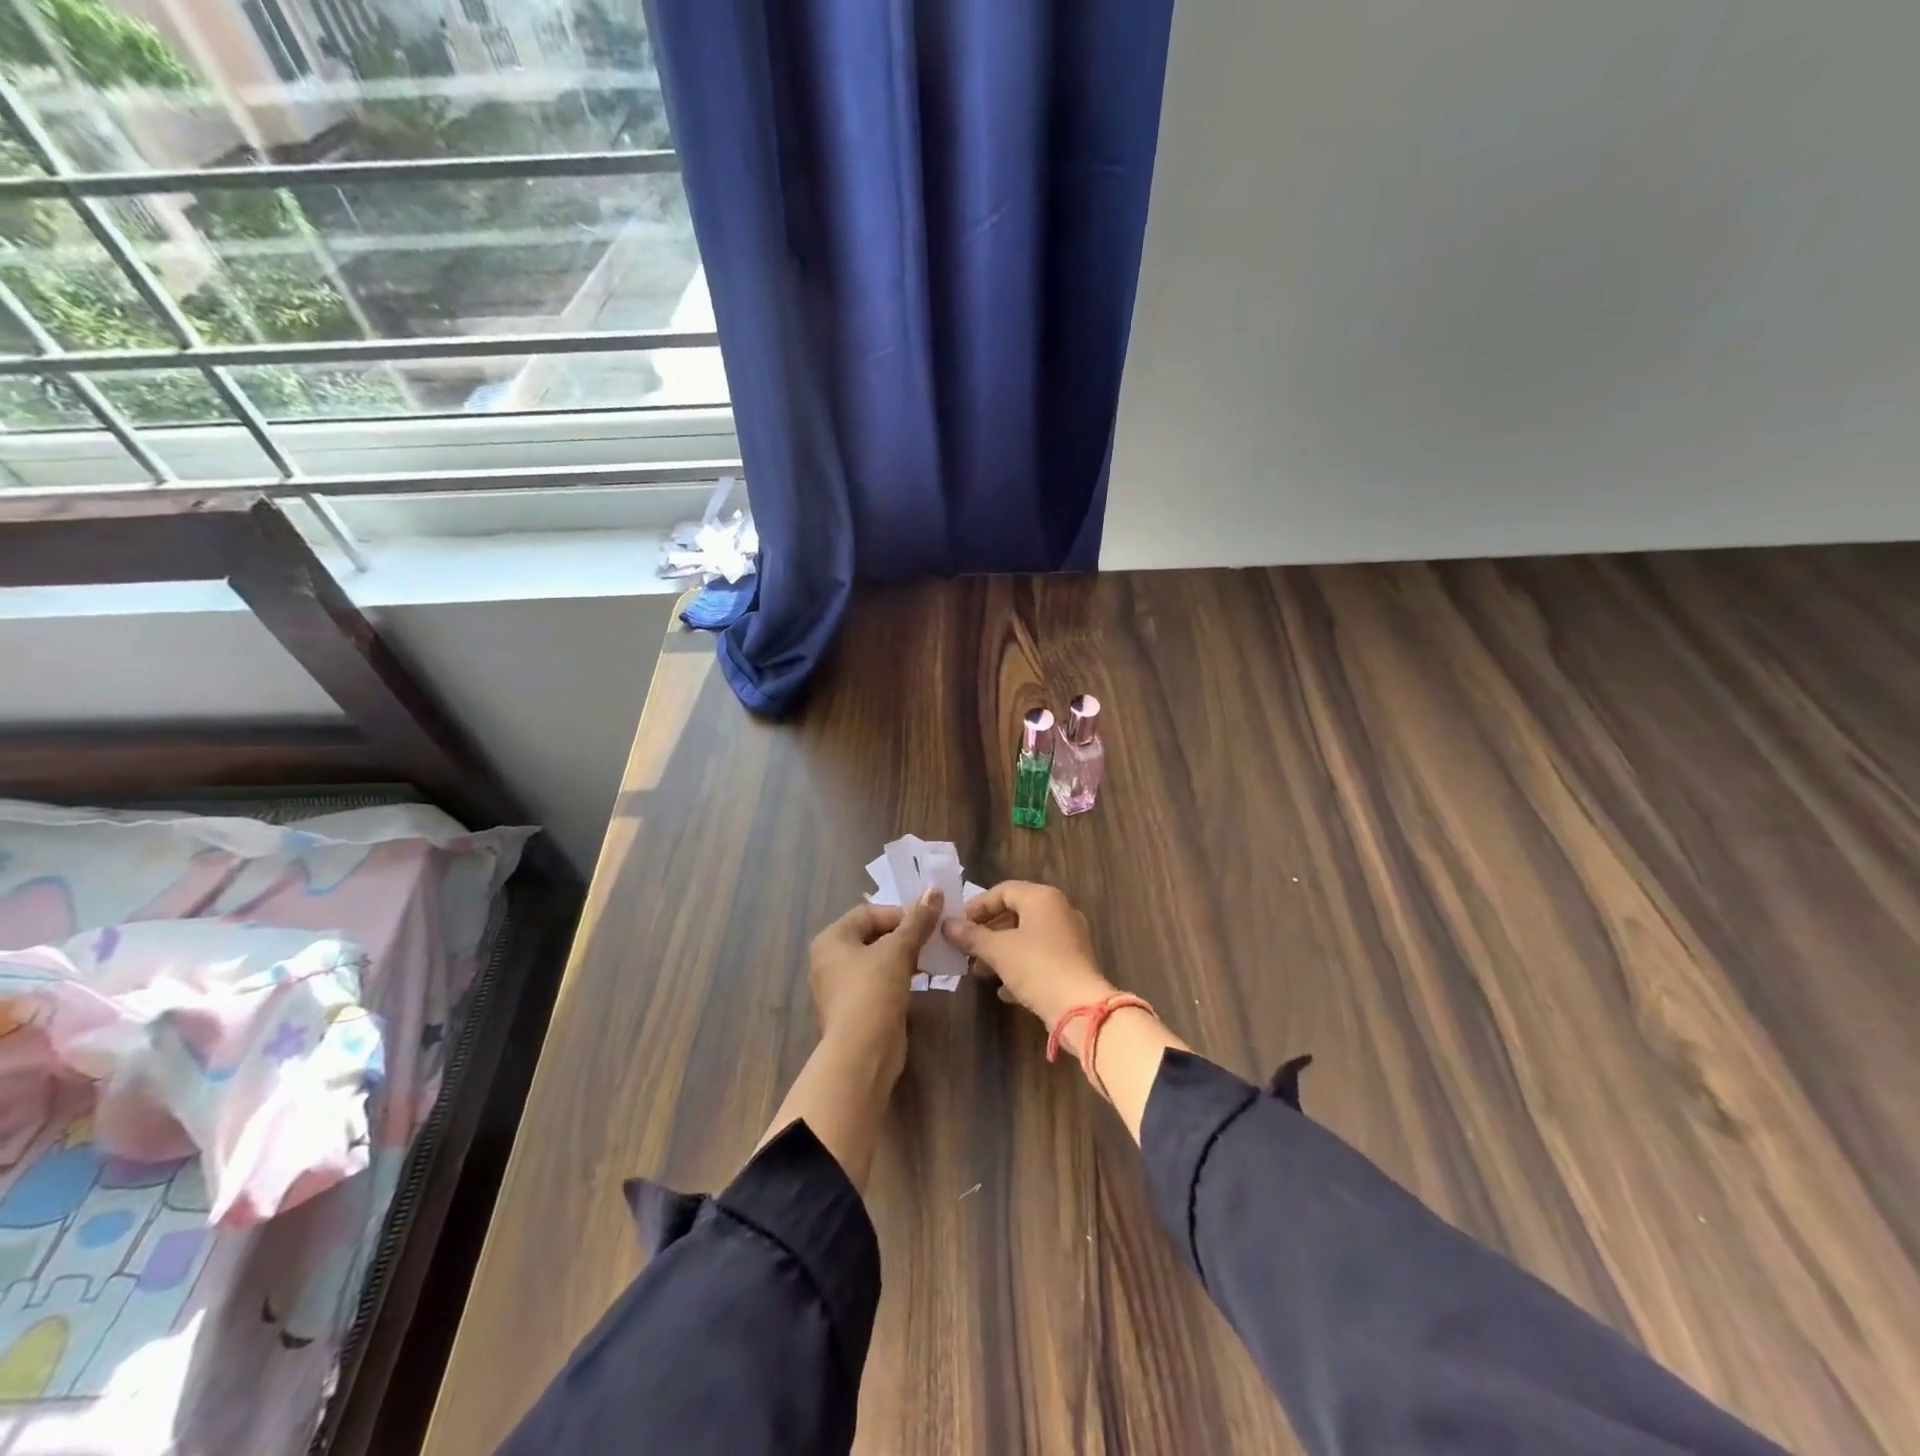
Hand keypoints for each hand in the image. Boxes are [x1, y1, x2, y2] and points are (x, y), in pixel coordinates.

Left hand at [809, 889, 943, 1068]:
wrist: (862, 1053)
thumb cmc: (873, 990)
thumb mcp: (898, 949)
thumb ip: (917, 920)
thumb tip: (935, 889)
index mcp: (831, 939)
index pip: (869, 912)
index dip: (900, 913)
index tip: (927, 921)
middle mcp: (830, 960)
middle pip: (873, 935)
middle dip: (905, 935)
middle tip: (933, 938)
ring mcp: (841, 987)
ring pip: (878, 960)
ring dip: (905, 956)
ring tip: (932, 958)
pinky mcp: (856, 1009)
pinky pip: (879, 982)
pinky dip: (899, 977)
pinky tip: (921, 980)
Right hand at [941, 882, 1115, 1034]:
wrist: (1081, 1008)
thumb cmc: (1036, 967)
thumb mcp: (998, 950)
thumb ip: (971, 936)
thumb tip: (946, 925)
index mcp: (1042, 898)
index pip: (1002, 891)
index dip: (976, 907)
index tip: (956, 925)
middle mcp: (1059, 911)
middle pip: (1015, 914)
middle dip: (987, 932)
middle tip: (965, 949)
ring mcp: (1069, 938)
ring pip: (1027, 938)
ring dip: (1001, 952)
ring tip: (979, 971)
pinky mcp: (1073, 963)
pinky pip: (1040, 958)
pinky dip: (1020, 968)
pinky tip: (1003, 990)